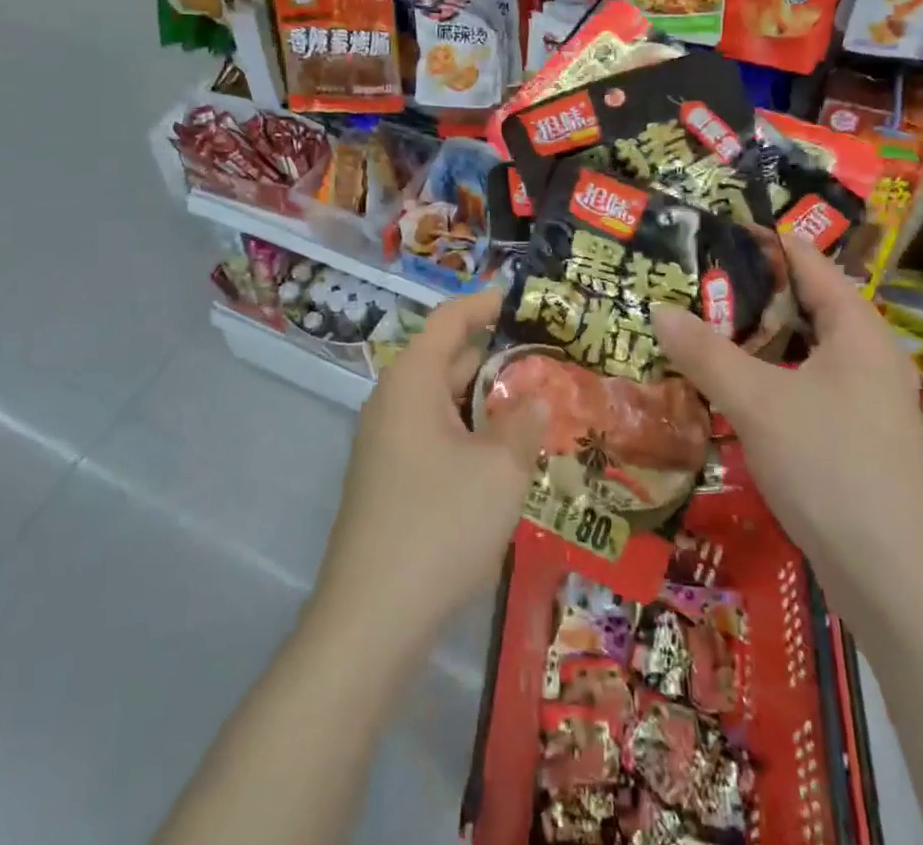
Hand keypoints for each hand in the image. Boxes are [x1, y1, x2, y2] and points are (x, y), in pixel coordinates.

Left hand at [313, 287, 545, 644]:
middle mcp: (393, 401)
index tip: (526, 301)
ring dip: (488, 403)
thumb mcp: (500, 468)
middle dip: (498, 360)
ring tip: (540, 409)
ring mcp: (386, 443)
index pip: (451, 319)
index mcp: (412, 380)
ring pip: (445, 403)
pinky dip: (471, 434)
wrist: (371, 621)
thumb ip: (524, 422)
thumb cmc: (441, 524)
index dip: (487, 304)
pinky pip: (436, 436)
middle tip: (551, 363)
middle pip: (449, 360)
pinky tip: (504, 459)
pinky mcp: (389, 480)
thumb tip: (536, 397)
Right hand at [652, 238, 922, 621]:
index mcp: (855, 327)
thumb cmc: (830, 467)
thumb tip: (658, 308)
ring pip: (797, 348)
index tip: (707, 232)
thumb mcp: (757, 402)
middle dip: (744, 291)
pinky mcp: (851, 434)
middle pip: (799, 302)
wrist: (895, 579)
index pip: (804, 260)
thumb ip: (705, 352)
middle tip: (686, 281)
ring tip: (695, 327)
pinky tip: (724, 386)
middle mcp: (864, 353)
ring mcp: (861, 397)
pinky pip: (800, 384)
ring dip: (750, 338)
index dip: (758, 240)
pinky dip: (763, 375)